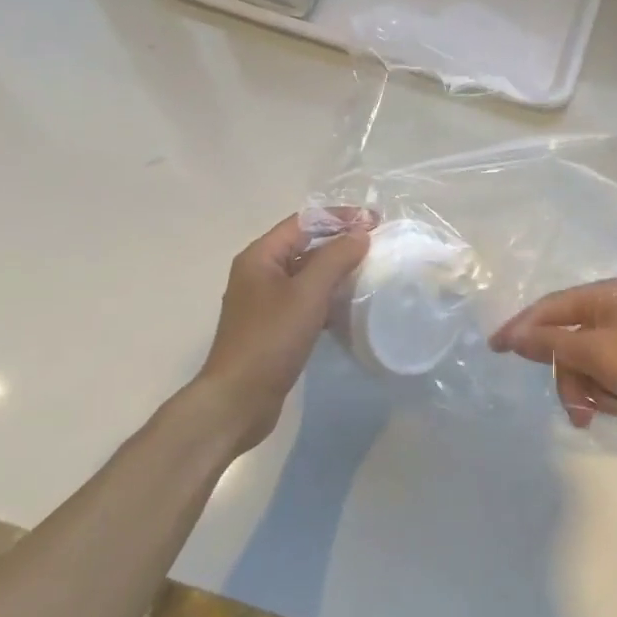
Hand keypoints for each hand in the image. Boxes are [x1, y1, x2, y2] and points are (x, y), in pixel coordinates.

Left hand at [196, 211, 372, 446]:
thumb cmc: (270, 340)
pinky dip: (327, 298)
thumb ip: (335, 258)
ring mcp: (265, 302)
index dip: (339, 217)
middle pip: (304, 246)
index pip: (303, 222)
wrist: (239, 399)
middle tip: (378, 245)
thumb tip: (361, 233)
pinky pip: (305, 301)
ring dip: (336, 271)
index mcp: (260, 257)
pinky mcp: (274, 328)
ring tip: (370, 272)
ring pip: (306, 275)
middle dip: (340, 242)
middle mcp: (259, 273)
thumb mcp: (307, 294)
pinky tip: (350, 307)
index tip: (375, 221)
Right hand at [489, 278, 616, 432]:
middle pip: (567, 342)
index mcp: (603, 296)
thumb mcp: (597, 352)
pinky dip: (612, 393)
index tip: (495, 349)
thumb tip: (514, 335)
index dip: (520, 327)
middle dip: (570, 376)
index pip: (548, 308)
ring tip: (611, 407)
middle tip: (576, 407)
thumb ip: (552, 343)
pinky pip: (608, 376)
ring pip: (587, 364)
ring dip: (592, 390)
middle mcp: (614, 311)